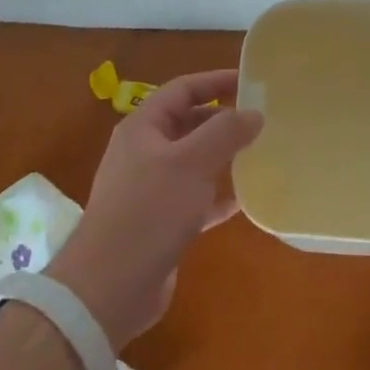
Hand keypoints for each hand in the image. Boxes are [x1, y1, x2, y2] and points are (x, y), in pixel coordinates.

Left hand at [47, 69, 261, 346]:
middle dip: (223, 120)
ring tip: (260, 154)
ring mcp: (149, 189)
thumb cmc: (149, 212)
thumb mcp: (191, 163)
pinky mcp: (158, 223)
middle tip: (262, 120)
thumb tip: (254, 113)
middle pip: (188, 123)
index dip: (216, 81)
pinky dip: (217, 195)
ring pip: (193, 161)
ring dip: (223, 157)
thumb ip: (225, 132)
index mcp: (143, 127)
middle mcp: (143, 152)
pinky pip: (194, 198)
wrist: (108, 289)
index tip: (251, 81)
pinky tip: (244, 200)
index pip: (183, 89)